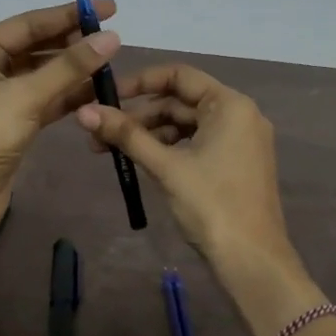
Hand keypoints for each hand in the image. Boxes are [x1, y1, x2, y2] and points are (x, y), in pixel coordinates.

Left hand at [0, 0, 122, 252]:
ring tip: (112, 65)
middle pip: (36, 47)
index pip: (29, 23)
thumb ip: (70, 65)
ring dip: (74, 72)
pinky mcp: (11, 124)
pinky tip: (98, 92)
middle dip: (73, 43)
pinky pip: (45, 101)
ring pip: (43, 76)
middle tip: (113, 38)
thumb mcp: (26, 94)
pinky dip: (68, 96)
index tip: (110, 8)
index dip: (70, 14)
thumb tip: (112, 37)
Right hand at [73, 64, 318, 335]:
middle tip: (100, 134)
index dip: (140, 82)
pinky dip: (169, 149)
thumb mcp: (165, 166)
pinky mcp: (236, 163)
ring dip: (150, 134)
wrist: (252, 260)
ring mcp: (240, 140)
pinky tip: (141, 162)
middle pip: (180, 101)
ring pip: (186, 125)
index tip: (107, 96)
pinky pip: (197, 143)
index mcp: (230, 105)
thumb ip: (126, 135)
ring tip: (111, 152)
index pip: (179, 76)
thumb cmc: (211, 204)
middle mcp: (240, 114)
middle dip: (139, 116)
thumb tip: (83, 112)